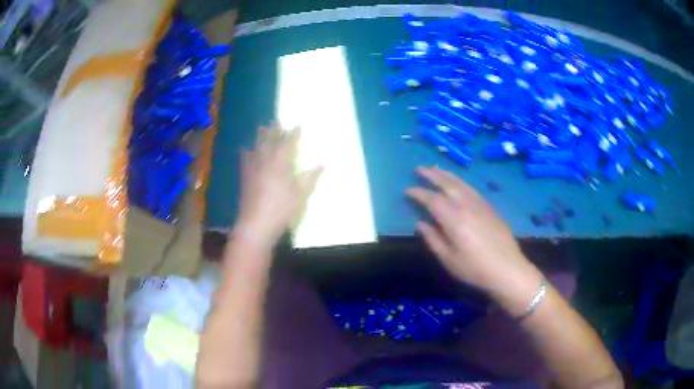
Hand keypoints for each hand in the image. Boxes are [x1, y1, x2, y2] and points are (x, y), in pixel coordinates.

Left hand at [235, 123, 322, 248]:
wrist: (256, 223)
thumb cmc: (282, 209)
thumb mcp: (301, 194)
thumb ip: (310, 177)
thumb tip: (322, 163)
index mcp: (281, 164)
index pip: (288, 144)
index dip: (293, 133)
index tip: (298, 124)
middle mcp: (266, 162)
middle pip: (270, 142)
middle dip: (275, 130)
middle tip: (276, 121)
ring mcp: (254, 169)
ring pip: (257, 148)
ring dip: (261, 137)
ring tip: (262, 128)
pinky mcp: (246, 178)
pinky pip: (246, 160)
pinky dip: (247, 153)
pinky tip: (245, 149)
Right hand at [406, 166, 541, 295]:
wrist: (508, 269)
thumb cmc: (475, 268)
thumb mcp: (449, 259)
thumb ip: (433, 239)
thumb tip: (421, 223)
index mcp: (454, 218)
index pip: (432, 199)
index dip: (418, 193)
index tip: (407, 190)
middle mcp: (467, 205)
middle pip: (447, 184)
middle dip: (432, 175)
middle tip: (419, 168)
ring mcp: (480, 204)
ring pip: (461, 183)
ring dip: (446, 174)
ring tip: (435, 169)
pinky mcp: (490, 207)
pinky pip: (471, 188)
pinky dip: (460, 182)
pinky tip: (457, 184)